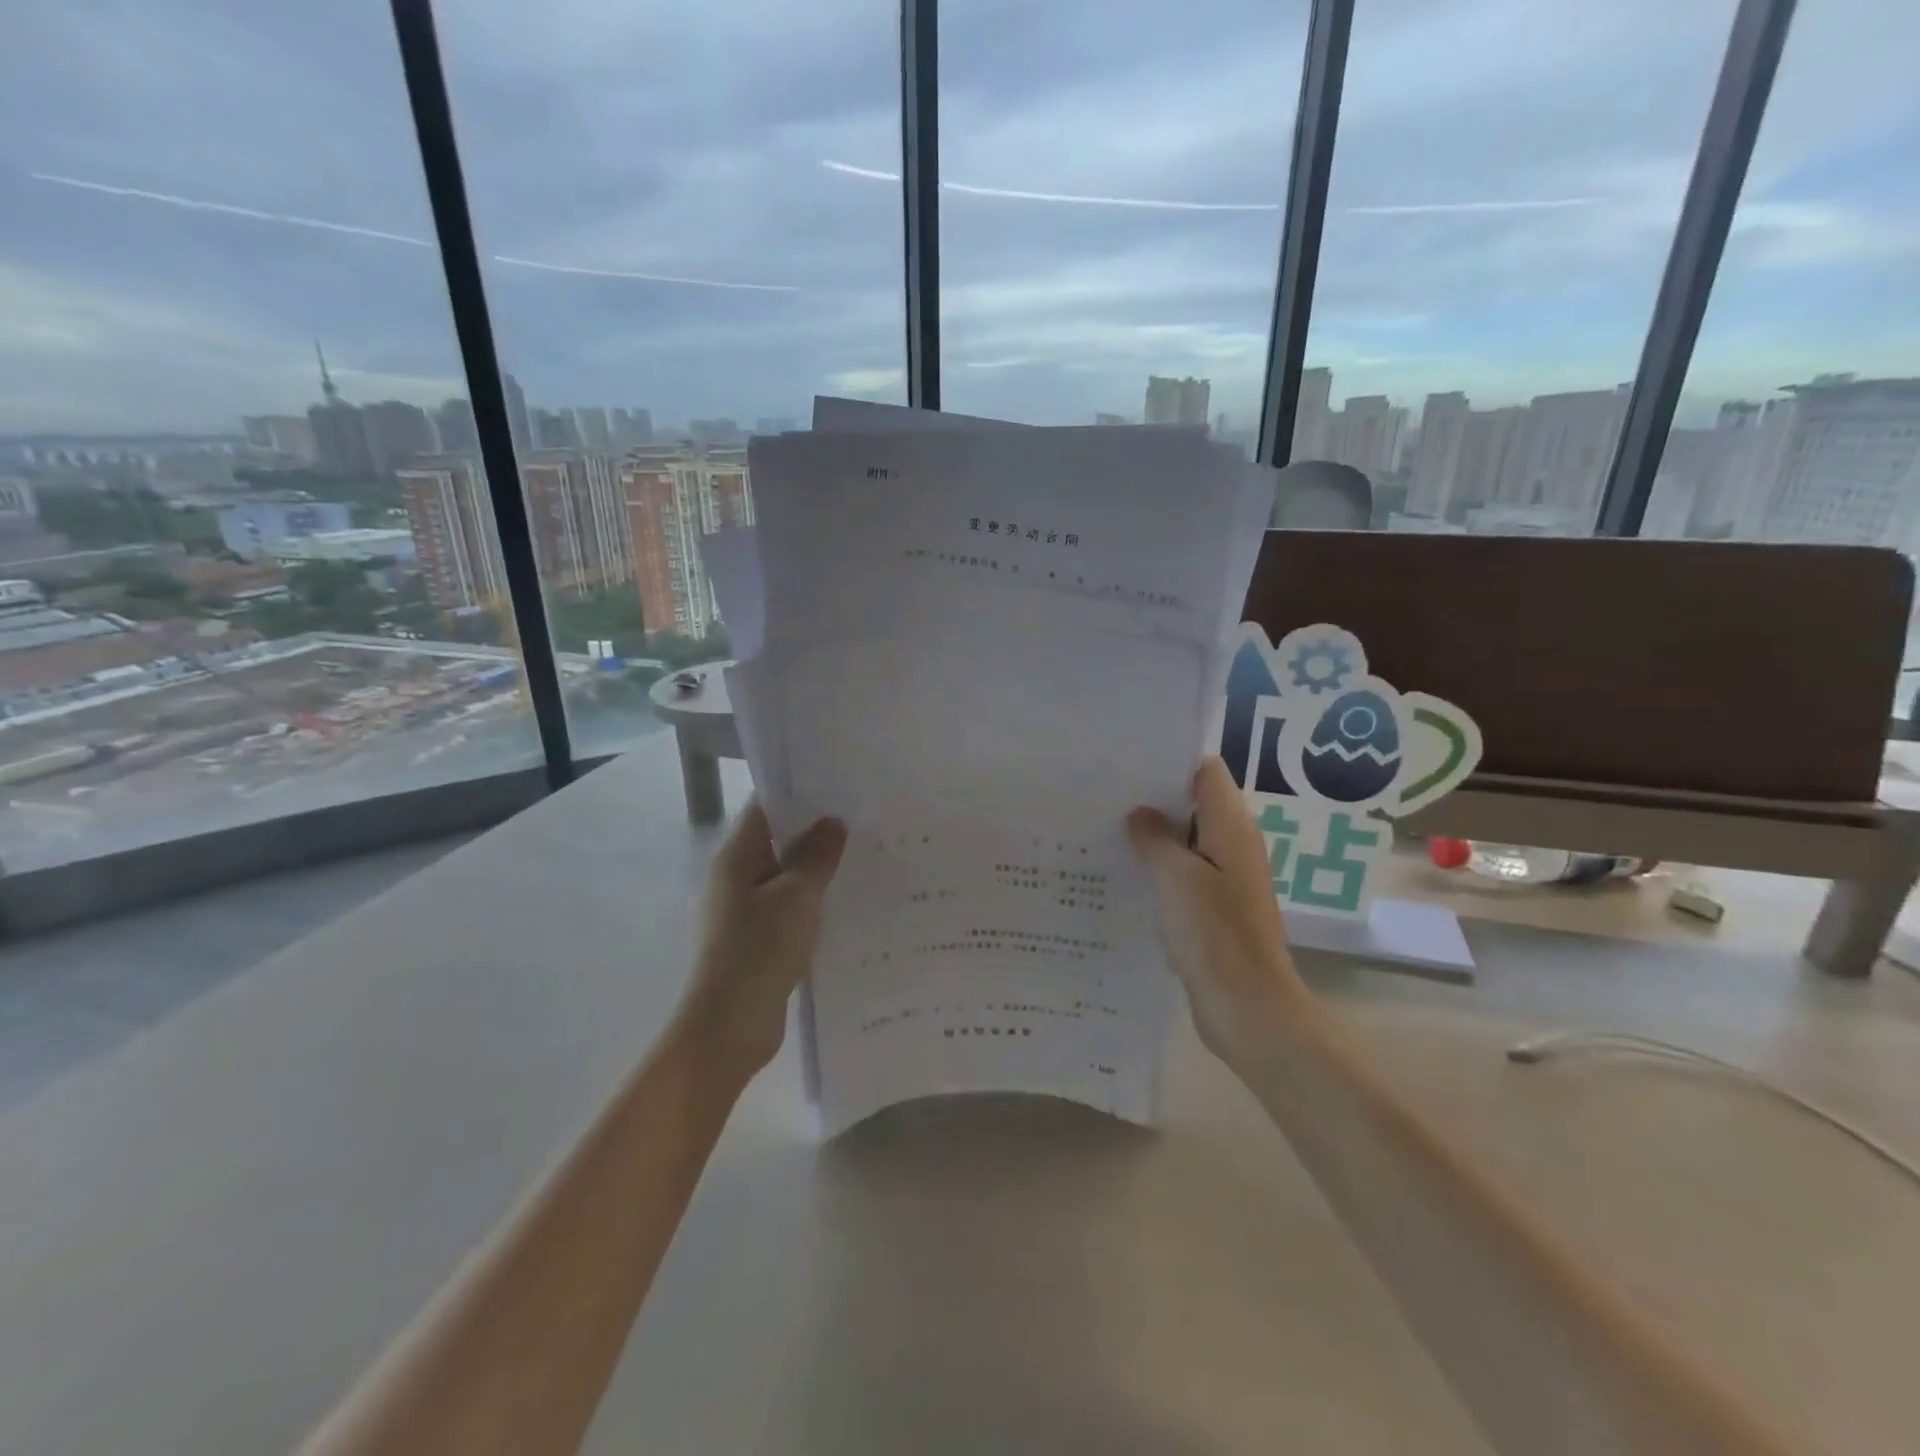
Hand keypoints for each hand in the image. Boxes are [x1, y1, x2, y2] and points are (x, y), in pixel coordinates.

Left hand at [681, 802, 846, 1080]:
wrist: (729, 1027)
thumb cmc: (759, 949)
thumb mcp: (797, 896)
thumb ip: (816, 856)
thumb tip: (833, 822)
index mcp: (734, 857)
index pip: (765, 808)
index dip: (799, 794)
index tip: (839, 786)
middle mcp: (734, 878)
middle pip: (776, 841)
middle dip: (816, 833)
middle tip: (862, 821)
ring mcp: (743, 912)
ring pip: (785, 878)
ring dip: (816, 871)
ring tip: (862, 858)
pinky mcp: (756, 941)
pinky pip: (787, 909)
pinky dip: (811, 903)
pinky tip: (845, 904)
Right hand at [1128, 758, 1318, 1066]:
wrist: (1248, 1008)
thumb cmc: (1214, 934)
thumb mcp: (1176, 877)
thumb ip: (1155, 838)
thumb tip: (1141, 814)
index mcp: (1232, 827)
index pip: (1206, 771)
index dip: (1170, 760)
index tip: (1127, 760)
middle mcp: (1234, 845)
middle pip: (1194, 803)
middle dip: (1154, 797)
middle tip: (1104, 792)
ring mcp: (1225, 878)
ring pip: (1187, 840)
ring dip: (1154, 835)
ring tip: (1104, 826)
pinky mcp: (1214, 908)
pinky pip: (1184, 873)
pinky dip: (1159, 867)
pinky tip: (1124, 871)